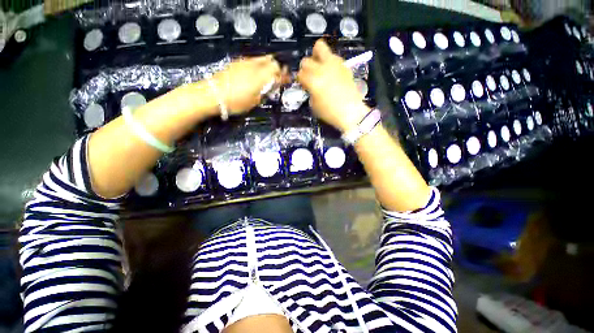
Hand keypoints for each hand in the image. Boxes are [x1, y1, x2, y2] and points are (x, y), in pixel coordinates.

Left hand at [212, 56, 285, 114]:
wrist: (213, 94)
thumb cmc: (237, 102)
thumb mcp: (255, 101)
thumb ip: (267, 91)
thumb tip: (274, 85)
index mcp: (262, 77)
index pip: (278, 72)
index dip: (285, 76)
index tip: (288, 79)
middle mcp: (255, 66)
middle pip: (272, 61)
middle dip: (277, 69)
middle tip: (277, 78)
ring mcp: (245, 62)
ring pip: (263, 58)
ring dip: (269, 65)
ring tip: (268, 75)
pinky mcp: (237, 62)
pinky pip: (253, 59)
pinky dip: (259, 64)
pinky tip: (256, 73)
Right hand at [297, 39, 368, 131]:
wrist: (351, 112)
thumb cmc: (330, 113)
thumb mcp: (314, 105)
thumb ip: (310, 92)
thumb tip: (310, 86)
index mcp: (313, 81)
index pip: (300, 74)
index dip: (299, 80)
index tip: (302, 84)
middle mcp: (321, 69)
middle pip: (306, 60)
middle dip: (305, 68)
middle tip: (308, 75)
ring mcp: (334, 64)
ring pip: (320, 47)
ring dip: (316, 56)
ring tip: (319, 67)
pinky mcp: (343, 65)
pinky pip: (332, 56)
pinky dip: (328, 61)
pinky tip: (331, 72)